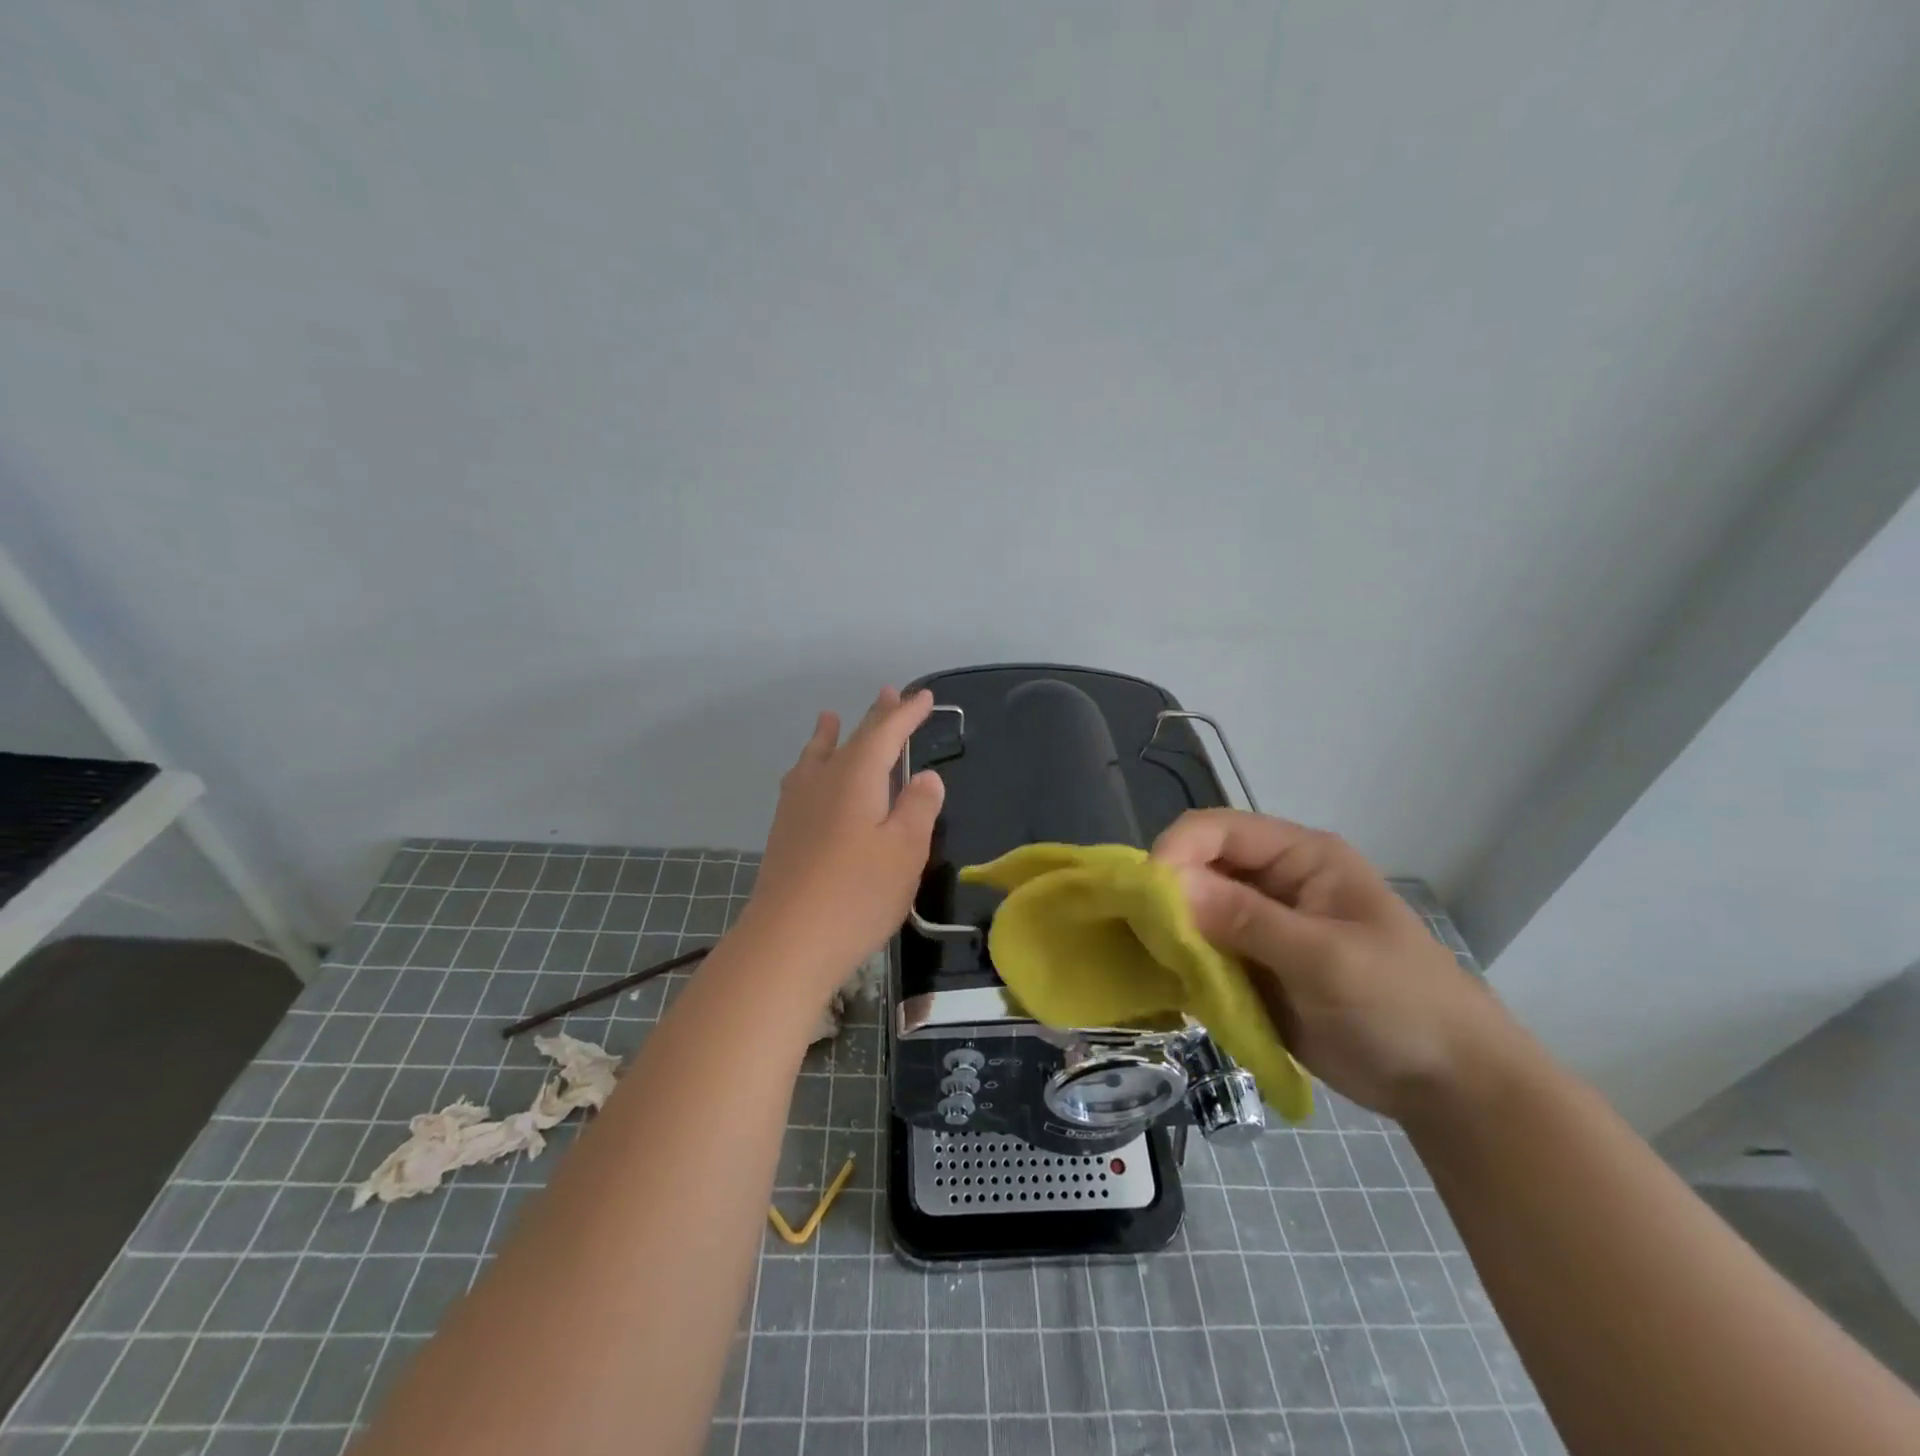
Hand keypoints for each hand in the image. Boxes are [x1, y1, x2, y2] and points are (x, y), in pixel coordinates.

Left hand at [740, 687, 945, 991]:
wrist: (788, 941)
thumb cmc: (857, 893)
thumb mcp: (905, 850)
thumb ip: (918, 808)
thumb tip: (925, 777)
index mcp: (856, 777)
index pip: (885, 734)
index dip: (907, 715)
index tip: (925, 698)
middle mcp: (822, 781)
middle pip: (851, 740)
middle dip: (875, 718)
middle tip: (889, 694)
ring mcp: (796, 806)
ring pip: (816, 757)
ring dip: (830, 736)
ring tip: (829, 718)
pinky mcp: (783, 832)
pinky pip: (800, 779)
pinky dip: (811, 764)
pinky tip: (805, 776)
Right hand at [1152, 809, 1520, 1121]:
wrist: (1446, 1085)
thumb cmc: (1400, 1004)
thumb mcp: (1325, 958)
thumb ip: (1246, 919)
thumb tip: (1167, 883)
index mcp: (1300, 857)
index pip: (1219, 829)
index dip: (1178, 850)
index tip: (1146, 894)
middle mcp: (1273, 881)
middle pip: (1200, 865)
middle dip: (1167, 893)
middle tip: (1142, 933)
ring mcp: (1261, 925)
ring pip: (1193, 909)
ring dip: (1170, 930)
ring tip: (1150, 960)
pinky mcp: (1252, 965)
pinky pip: (1202, 950)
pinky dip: (1181, 962)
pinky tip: (1168, 982)